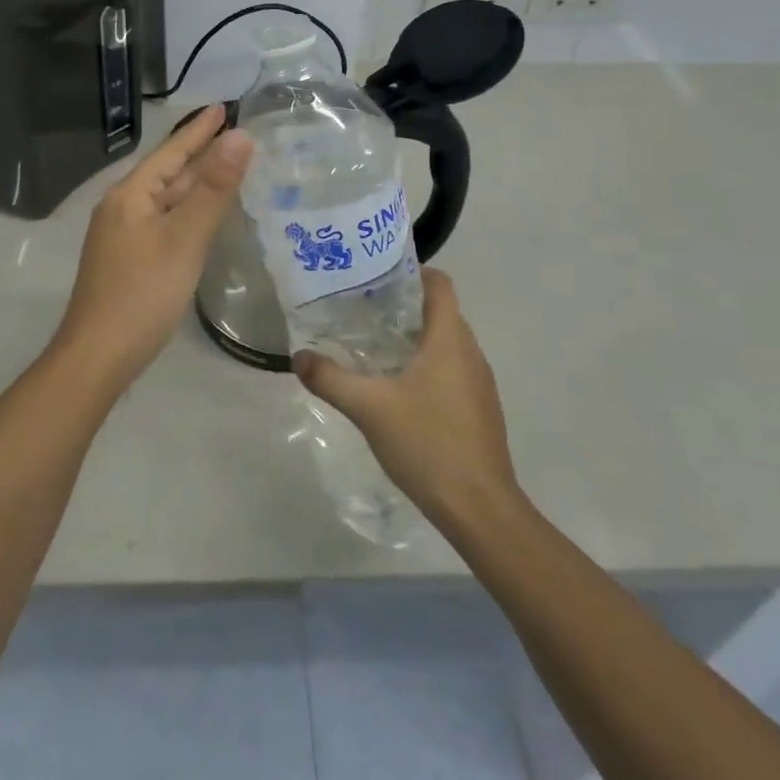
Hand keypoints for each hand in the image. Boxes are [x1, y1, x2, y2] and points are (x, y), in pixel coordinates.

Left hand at [49, 104, 252, 386]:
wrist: (98, 357)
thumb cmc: (143, 293)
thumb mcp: (184, 238)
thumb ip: (213, 188)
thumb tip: (240, 136)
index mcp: (130, 196)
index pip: (171, 152)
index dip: (200, 130)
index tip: (224, 106)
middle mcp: (122, 209)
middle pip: (168, 174)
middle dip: (200, 154)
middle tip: (236, 135)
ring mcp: (121, 237)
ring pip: (166, 201)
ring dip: (195, 185)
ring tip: (227, 169)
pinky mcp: (128, 261)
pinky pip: (163, 224)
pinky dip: (187, 213)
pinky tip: (203, 219)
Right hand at [295, 270, 519, 530]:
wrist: (480, 508)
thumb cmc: (427, 443)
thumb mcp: (369, 408)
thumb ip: (330, 378)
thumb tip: (298, 356)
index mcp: (450, 339)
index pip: (439, 284)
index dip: (411, 271)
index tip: (375, 276)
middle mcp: (470, 352)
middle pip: (439, 311)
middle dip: (402, 306)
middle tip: (360, 310)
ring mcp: (479, 382)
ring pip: (446, 343)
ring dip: (413, 338)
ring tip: (372, 346)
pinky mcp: (479, 408)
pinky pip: (451, 370)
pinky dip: (426, 366)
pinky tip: (397, 389)